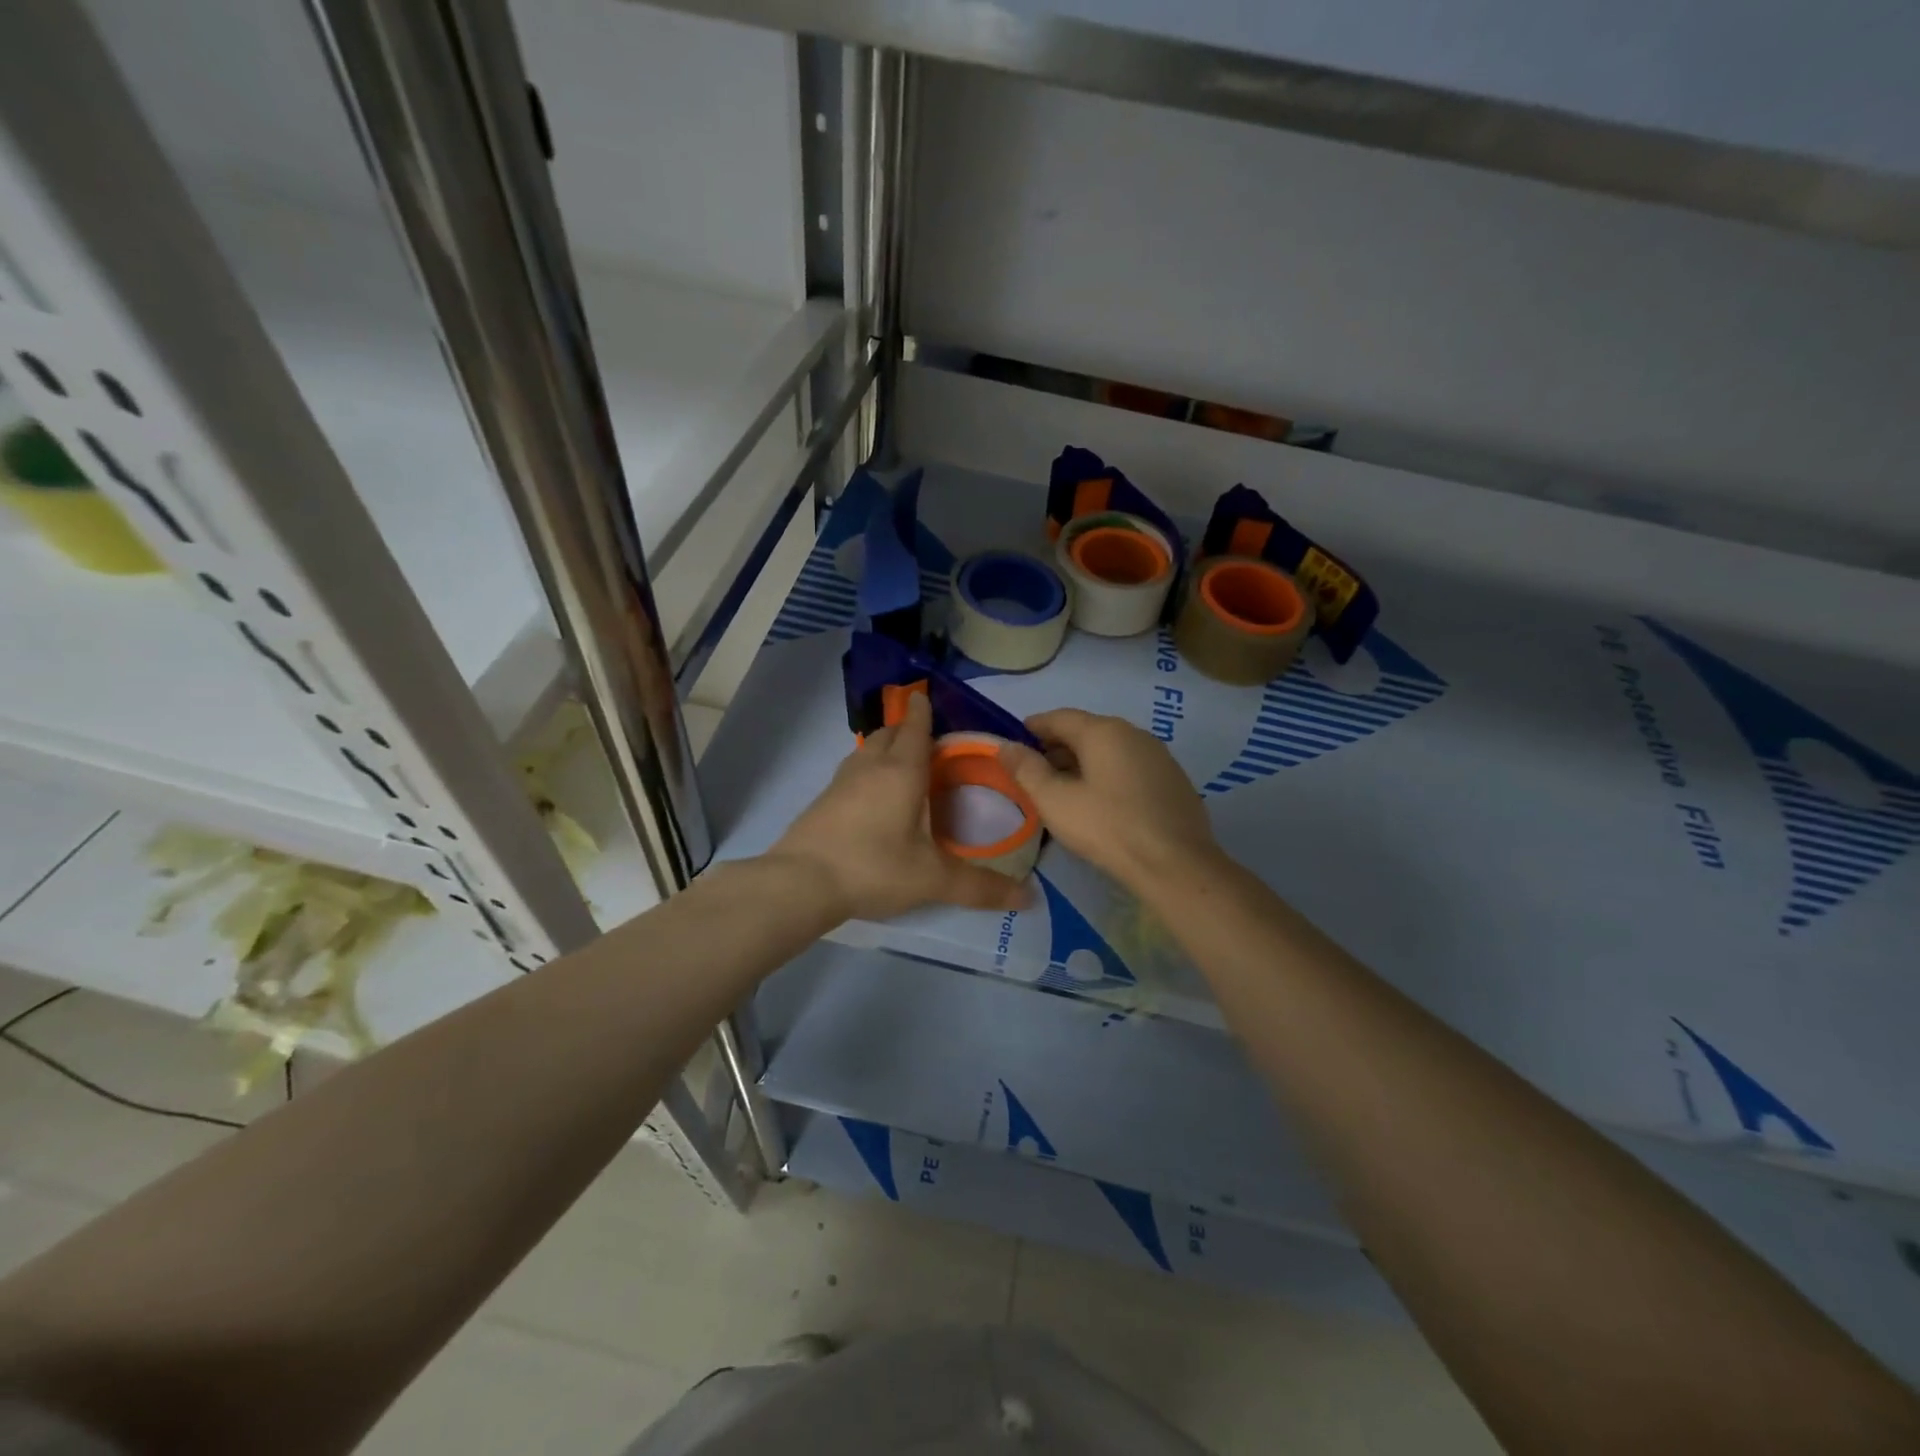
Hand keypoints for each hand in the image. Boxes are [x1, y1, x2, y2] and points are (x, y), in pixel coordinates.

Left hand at [769, 693, 1032, 921]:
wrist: (800, 883)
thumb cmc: (873, 867)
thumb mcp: (932, 879)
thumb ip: (980, 887)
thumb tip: (1030, 898)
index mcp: (901, 771)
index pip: (915, 728)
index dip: (923, 711)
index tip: (926, 695)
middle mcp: (870, 766)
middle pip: (889, 733)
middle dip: (907, 728)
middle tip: (926, 737)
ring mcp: (841, 781)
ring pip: (866, 750)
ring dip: (885, 747)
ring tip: (902, 762)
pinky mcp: (822, 800)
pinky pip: (852, 771)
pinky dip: (867, 770)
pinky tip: (872, 796)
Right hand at [998, 709, 1221, 893]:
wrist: (1175, 865)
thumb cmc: (1107, 828)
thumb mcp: (1055, 801)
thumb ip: (1026, 770)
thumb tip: (1005, 746)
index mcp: (1104, 731)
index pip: (1060, 717)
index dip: (1034, 727)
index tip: (1016, 740)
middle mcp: (1134, 734)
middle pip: (1087, 731)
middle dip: (1058, 746)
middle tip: (1035, 769)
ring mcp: (1159, 756)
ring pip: (1111, 750)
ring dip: (1084, 762)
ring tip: (1064, 787)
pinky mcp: (1174, 781)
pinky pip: (1130, 767)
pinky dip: (1108, 774)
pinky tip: (1101, 801)